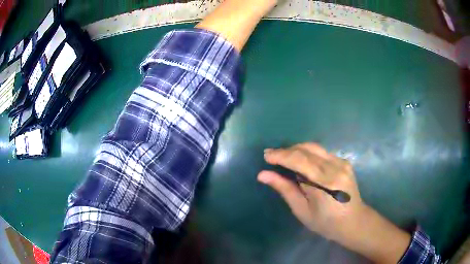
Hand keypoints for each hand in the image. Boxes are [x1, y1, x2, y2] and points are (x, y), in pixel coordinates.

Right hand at [258, 143, 410, 263]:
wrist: (354, 221)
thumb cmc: (326, 223)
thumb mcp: (302, 210)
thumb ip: (285, 189)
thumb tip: (263, 175)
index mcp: (325, 183)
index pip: (299, 160)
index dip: (281, 155)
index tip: (266, 156)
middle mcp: (335, 167)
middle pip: (306, 150)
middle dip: (286, 150)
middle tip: (271, 155)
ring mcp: (342, 163)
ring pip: (314, 148)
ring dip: (296, 149)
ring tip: (282, 157)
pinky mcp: (344, 162)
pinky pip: (322, 152)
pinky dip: (308, 153)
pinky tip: (300, 161)